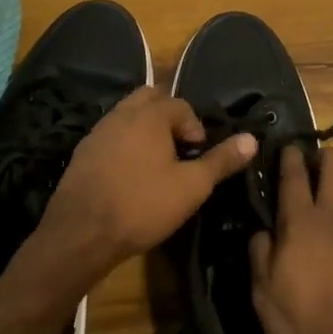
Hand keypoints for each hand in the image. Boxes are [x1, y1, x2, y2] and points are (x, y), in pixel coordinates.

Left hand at [38, 86, 256, 277]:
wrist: (80, 234)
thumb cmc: (142, 205)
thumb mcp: (191, 187)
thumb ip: (221, 160)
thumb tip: (252, 139)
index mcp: (149, 115)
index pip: (180, 104)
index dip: (195, 127)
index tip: (199, 155)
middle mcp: (121, 114)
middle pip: (149, 98)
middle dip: (168, 116)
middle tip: (179, 147)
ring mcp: (97, 133)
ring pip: (127, 115)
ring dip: (145, 129)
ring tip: (157, 161)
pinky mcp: (82, 154)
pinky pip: (110, 136)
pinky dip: (125, 144)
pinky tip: (130, 173)